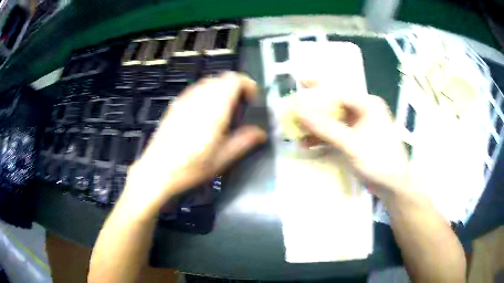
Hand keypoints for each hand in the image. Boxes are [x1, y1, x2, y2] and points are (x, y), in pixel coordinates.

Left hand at [124, 72, 265, 212]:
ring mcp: (185, 99)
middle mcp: (199, 98)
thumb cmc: (190, 167)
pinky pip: (196, 90)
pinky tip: (205, 115)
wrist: (157, 170)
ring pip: (208, 82)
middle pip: (222, 78)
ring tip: (224, 111)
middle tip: (241, 106)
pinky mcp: (175, 105)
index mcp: (214, 108)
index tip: (252, 99)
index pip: (234, 79)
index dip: (248, 85)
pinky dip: (207, 94)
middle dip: (236, 87)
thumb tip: (261, 133)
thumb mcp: (222, 158)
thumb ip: (244, 141)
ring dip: (221, 90)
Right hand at [298, 93, 408, 201]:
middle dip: (314, 111)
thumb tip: (298, 112)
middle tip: (294, 113)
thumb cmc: (378, 160)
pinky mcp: (357, 140)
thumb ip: (325, 127)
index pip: (338, 91)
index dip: (317, 88)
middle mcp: (364, 111)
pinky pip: (337, 134)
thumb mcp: (351, 143)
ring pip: (334, 121)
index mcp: (368, 104)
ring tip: (296, 134)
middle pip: (334, 106)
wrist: (393, 186)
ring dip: (316, 128)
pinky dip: (324, 139)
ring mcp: (360, 126)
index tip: (299, 83)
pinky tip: (309, 145)